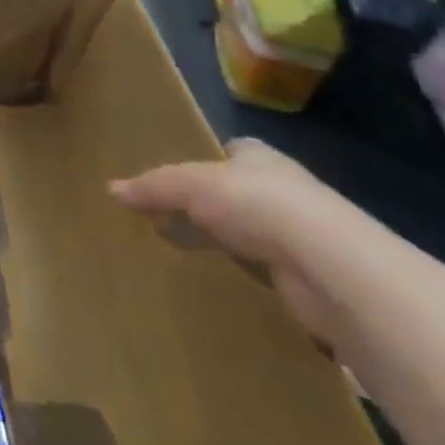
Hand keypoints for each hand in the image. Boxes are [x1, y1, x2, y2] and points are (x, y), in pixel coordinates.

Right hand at [111, 139, 360, 344]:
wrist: (332, 269)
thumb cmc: (259, 205)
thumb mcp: (191, 185)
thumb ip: (154, 186)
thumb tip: (111, 189)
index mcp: (260, 158)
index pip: (230, 152)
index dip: (205, 162)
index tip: (176, 179)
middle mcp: (285, 192)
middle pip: (240, 195)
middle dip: (212, 208)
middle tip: (170, 222)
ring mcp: (303, 239)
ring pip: (255, 238)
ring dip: (231, 248)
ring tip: (187, 260)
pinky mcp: (312, 283)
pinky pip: (268, 278)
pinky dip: (248, 284)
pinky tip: (221, 292)